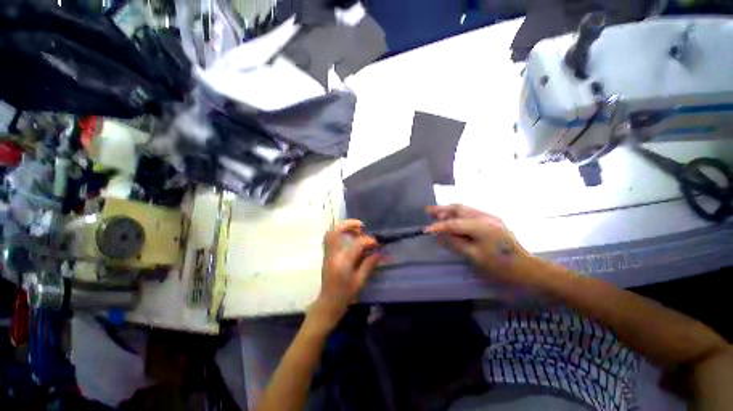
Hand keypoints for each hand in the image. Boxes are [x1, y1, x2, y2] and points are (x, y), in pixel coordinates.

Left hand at [311, 219, 381, 328]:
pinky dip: (339, 233)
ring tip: (356, 229)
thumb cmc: (345, 295)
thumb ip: (369, 264)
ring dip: (343, 227)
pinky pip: (330, 238)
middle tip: (361, 225)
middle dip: (349, 224)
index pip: (356, 244)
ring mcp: (327, 254)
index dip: (368, 240)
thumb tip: (381, 253)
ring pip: (331, 233)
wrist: (328, 303)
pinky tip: (349, 237)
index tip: (376, 242)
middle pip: (335, 231)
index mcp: (343, 263)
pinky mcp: (327, 254)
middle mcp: (333, 255)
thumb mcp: (360, 281)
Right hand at [424, 204, 529, 283]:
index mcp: (482, 226)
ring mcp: (490, 217)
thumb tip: (440, 235)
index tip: (426, 230)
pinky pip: (470, 213)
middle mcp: (486, 217)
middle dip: (442, 209)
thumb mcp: (475, 257)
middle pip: (459, 209)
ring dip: (449, 210)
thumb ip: (456, 243)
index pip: (454, 223)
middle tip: (428, 211)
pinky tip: (451, 217)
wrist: (526, 268)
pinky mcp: (492, 221)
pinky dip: (457, 214)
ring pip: (464, 209)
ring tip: (435, 212)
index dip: (439, 226)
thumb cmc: (500, 266)